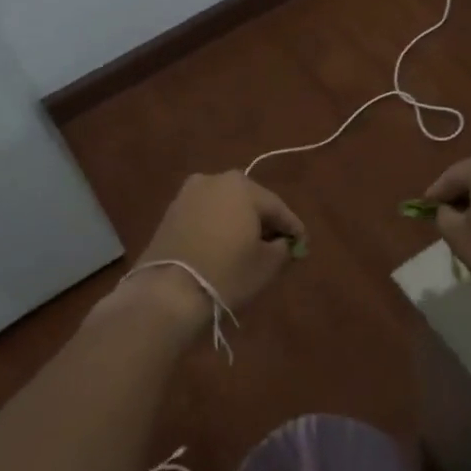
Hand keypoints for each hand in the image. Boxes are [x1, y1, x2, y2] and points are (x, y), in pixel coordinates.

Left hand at [134, 172, 306, 311]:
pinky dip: (218, 227)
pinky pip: (206, 215)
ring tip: (249, 248)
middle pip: (250, 201)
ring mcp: (188, 193)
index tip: (302, 245)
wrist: (168, 291)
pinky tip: (223, 247)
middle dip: (265, 222)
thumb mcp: (267, 264)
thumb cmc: (227, 273)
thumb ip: (282, 247)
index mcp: (242, 186)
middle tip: (277, 245)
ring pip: (226, 206)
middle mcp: (214, 179)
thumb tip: (283, 243)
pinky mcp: (171, 211)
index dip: (293, 228)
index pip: (277, 207)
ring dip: (240, 222)